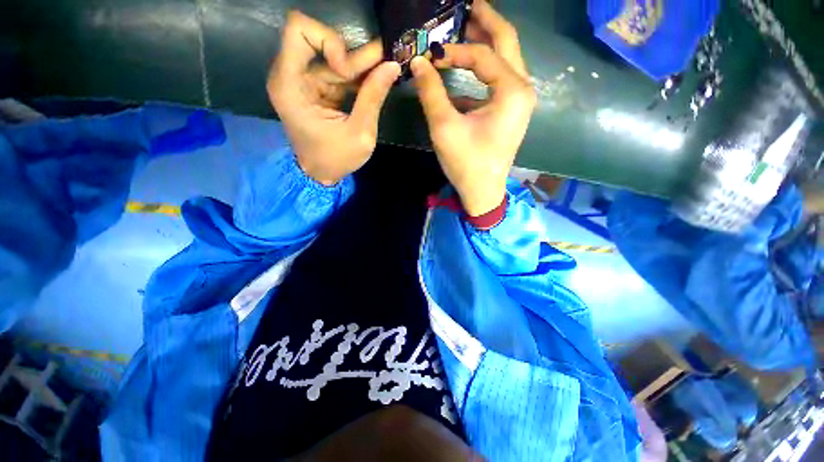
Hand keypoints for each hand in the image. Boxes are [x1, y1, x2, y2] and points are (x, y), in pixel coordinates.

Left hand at [267, 11, 400, 184]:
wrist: (320, 174)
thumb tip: (393, 65)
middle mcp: (291, 76)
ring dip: (361, 66)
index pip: (299, 30)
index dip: (329, 40)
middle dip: (354, 55)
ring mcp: (303, 82)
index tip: (347, 71)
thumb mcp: (360, 133)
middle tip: (386, 59)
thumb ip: (373, 97)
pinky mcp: (314, 89)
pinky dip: (356, 77)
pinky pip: (337, 73)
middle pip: (321, 42)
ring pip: (333, 58)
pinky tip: (376, 80)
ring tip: (387, 68)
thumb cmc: (336, 159)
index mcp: (290, 85)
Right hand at [410, 0, 534, 215]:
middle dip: (485, 20)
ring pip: (506, 57)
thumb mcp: (445, 128)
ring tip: (464, 26)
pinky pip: (500, 78)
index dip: (454, 50)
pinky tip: (466, 67)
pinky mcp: (512, 109)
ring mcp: (520, 99)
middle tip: (465, 4)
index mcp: (512, 90)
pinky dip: (484, 68)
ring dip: (485, 41)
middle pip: (507, 41)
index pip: (481, 54)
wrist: (483, 191)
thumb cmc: (466, 164)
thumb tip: (418, 62)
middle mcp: (523, 88)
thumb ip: (431, 92)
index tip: (431, 53)